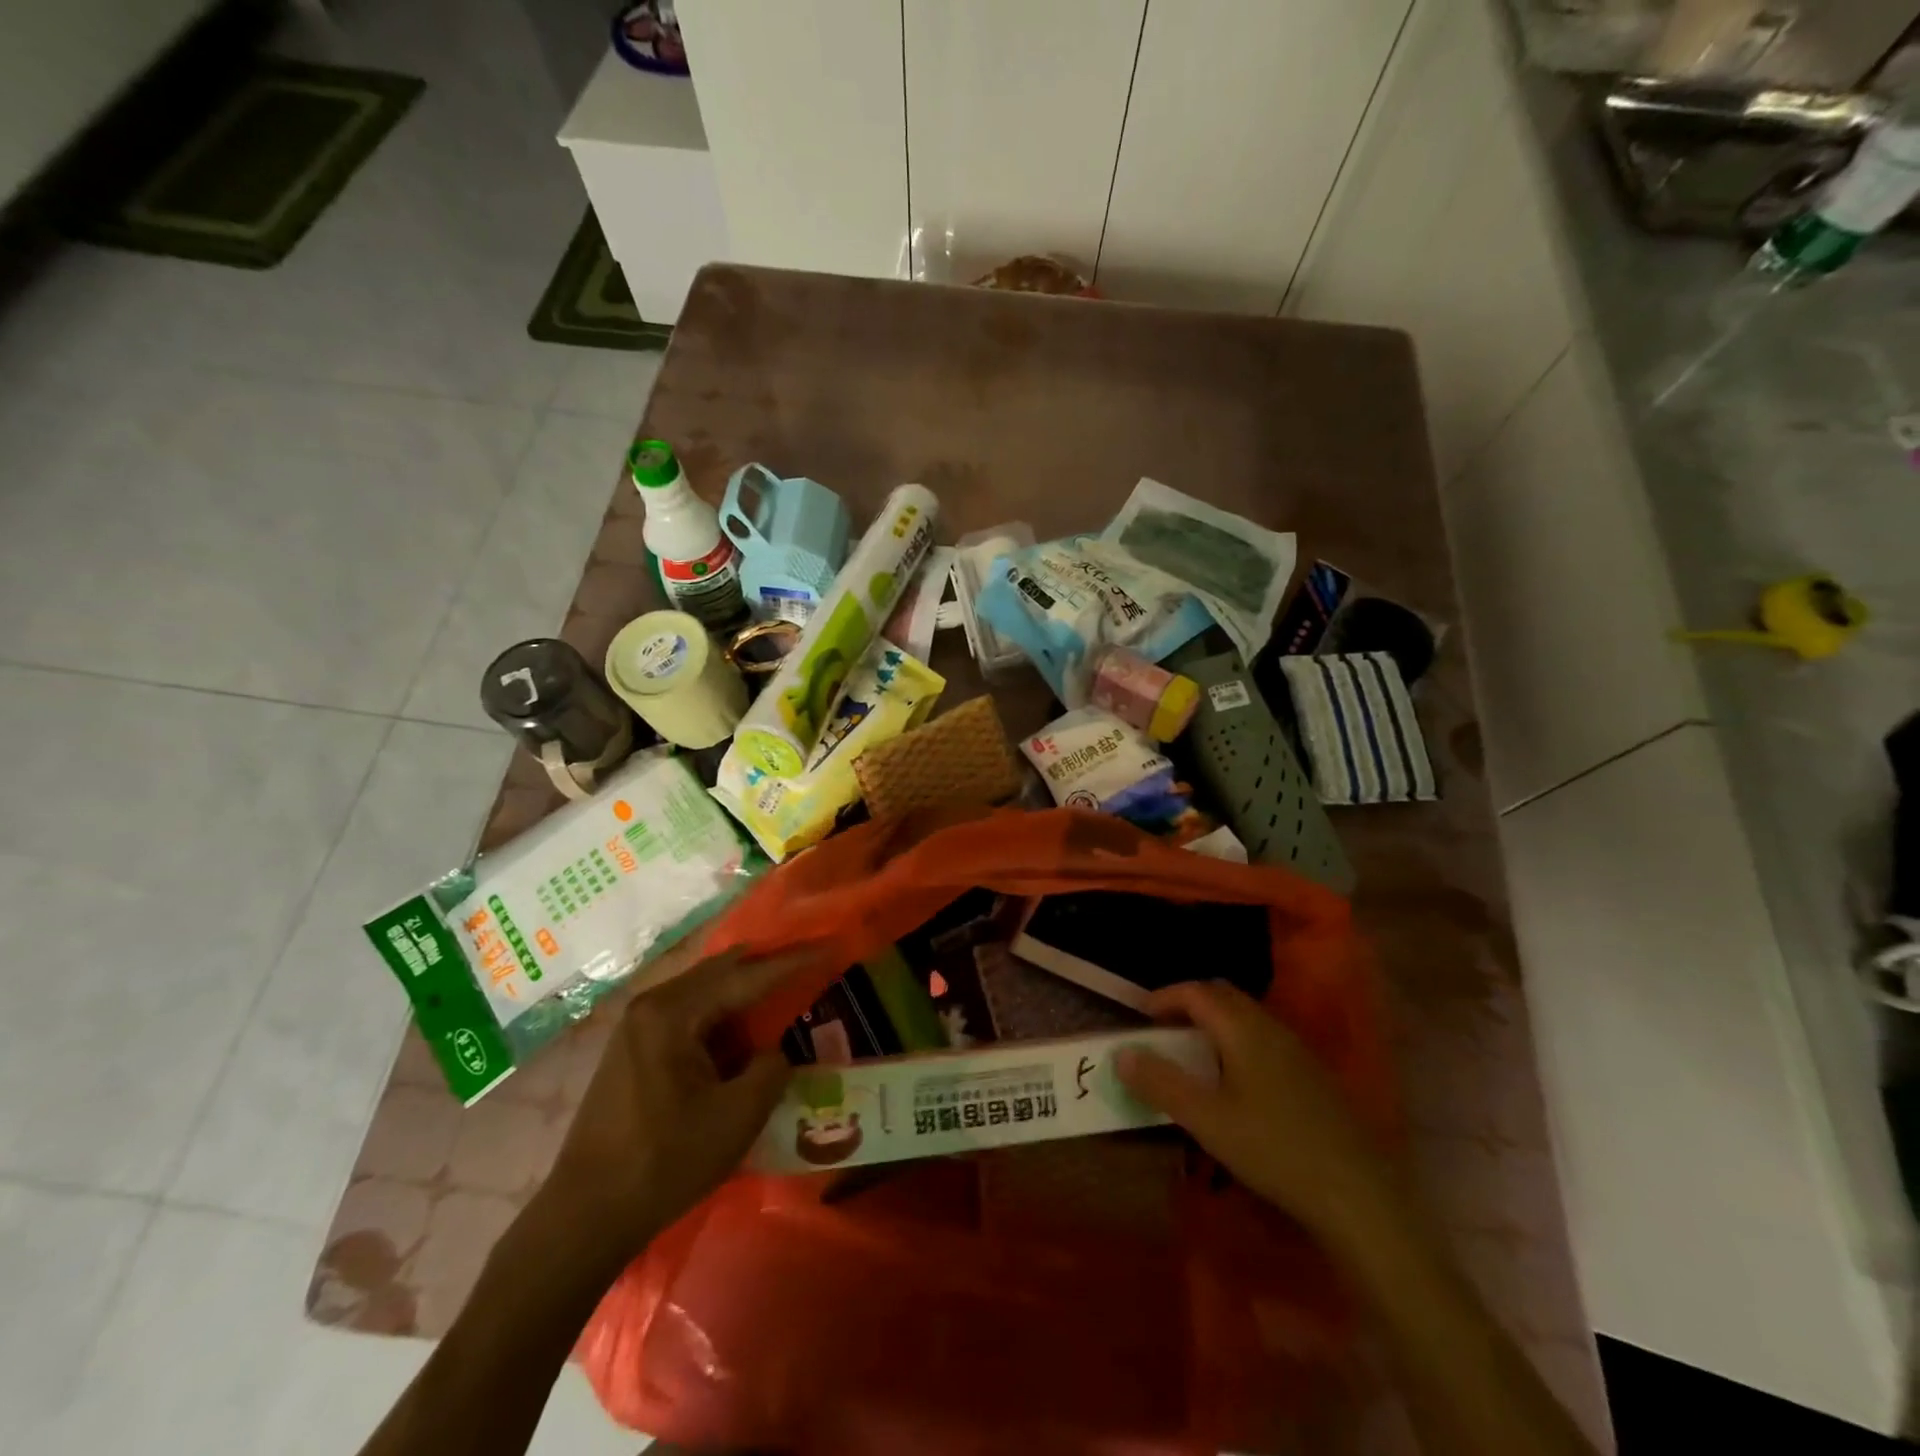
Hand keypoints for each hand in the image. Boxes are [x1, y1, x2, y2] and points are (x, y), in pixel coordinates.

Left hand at [542, 948, 814, 1266]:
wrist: (584, 1217)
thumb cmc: (664, 1162)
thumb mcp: (737, 1117)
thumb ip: (771, 1069)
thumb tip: (774, 1052)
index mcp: (674, 1012)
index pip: (747, 976)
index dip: (793, 962)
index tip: (831, 947)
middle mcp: (652, 1004)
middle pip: (723, 971)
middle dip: (768, 967)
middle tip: (811, 963)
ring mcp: (638, 1025)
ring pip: (706, 991)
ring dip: (745, 994)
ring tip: (785, 994)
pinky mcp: (634, 1048)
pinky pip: (690, 1014)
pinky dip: (723, 1017)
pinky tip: (743, 1034)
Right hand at [1116, 980, 1395, 1244]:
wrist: (1358, 1194)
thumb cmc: (1274, 1150)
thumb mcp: (1206, 1120)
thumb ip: (1161, 1083)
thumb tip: (1121, 1053)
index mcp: (1243, 1029)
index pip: (1196, 992)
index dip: (1165, 997)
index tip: (1141, 1015)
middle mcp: (1271, 1028)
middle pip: (1224, 996)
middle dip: (1189, 1004)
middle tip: (1164, 1029)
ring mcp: (1297, 1050)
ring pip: (1247, 1017)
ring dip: (1215, 1023)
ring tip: (1194, 1054)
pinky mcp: (1313, 1075)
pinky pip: (1265, 1039)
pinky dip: (1238, 1042)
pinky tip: (1236, 1082)